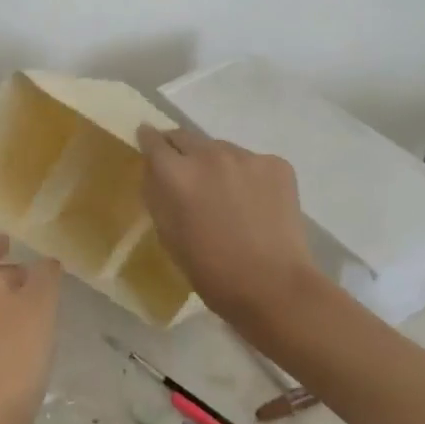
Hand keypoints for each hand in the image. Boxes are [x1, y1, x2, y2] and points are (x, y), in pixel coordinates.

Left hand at [0, 235, 61, 423]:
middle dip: (6, 273)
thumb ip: (46, 274)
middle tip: (35, 276)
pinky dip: (0, 322)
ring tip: (36, 305)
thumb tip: (46, 262)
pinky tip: (26, 335)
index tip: (12, 242)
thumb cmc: (16, 343)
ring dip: (4, 299)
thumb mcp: (41, 301)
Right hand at [137, 126, 317, 329]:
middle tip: (185, 173)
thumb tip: (155, 170)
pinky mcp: (277, 164)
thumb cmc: (210, 269)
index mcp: (176, 173)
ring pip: (220, 149)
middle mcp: (208, 154)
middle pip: (185, 136)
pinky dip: (247, 176)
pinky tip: (255, 204)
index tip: (147, 142)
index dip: (148, 139)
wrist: (273, 286)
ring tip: (225, 194)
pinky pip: (251, 162)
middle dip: (180, 150)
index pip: (153, 140)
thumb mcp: (167, 233)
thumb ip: (157, 194)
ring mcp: (246, 156)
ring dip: (215, 164)